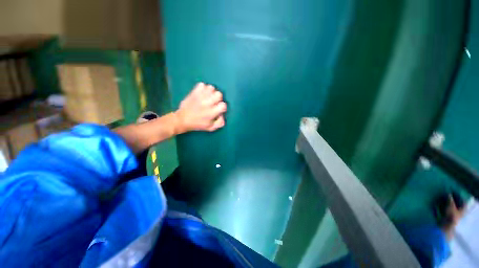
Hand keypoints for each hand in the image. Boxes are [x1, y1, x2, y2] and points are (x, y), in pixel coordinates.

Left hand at [174, 82, 226, 132]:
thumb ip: (220, 123)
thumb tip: (222, 115)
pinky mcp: (194, 92)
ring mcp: (200, 96)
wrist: (182, 120)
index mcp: (212, 112)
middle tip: (214, 102)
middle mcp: (207, 103)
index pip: (223, 105)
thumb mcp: (211, 128)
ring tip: (208, 97)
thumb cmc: (197, 124)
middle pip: (219, 94)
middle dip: (218, 98)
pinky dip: (203, 88)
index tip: (218, 109)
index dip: (222, 107)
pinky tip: (202, 93)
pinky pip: (202, 84)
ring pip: (211, 88)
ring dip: (211, 92)